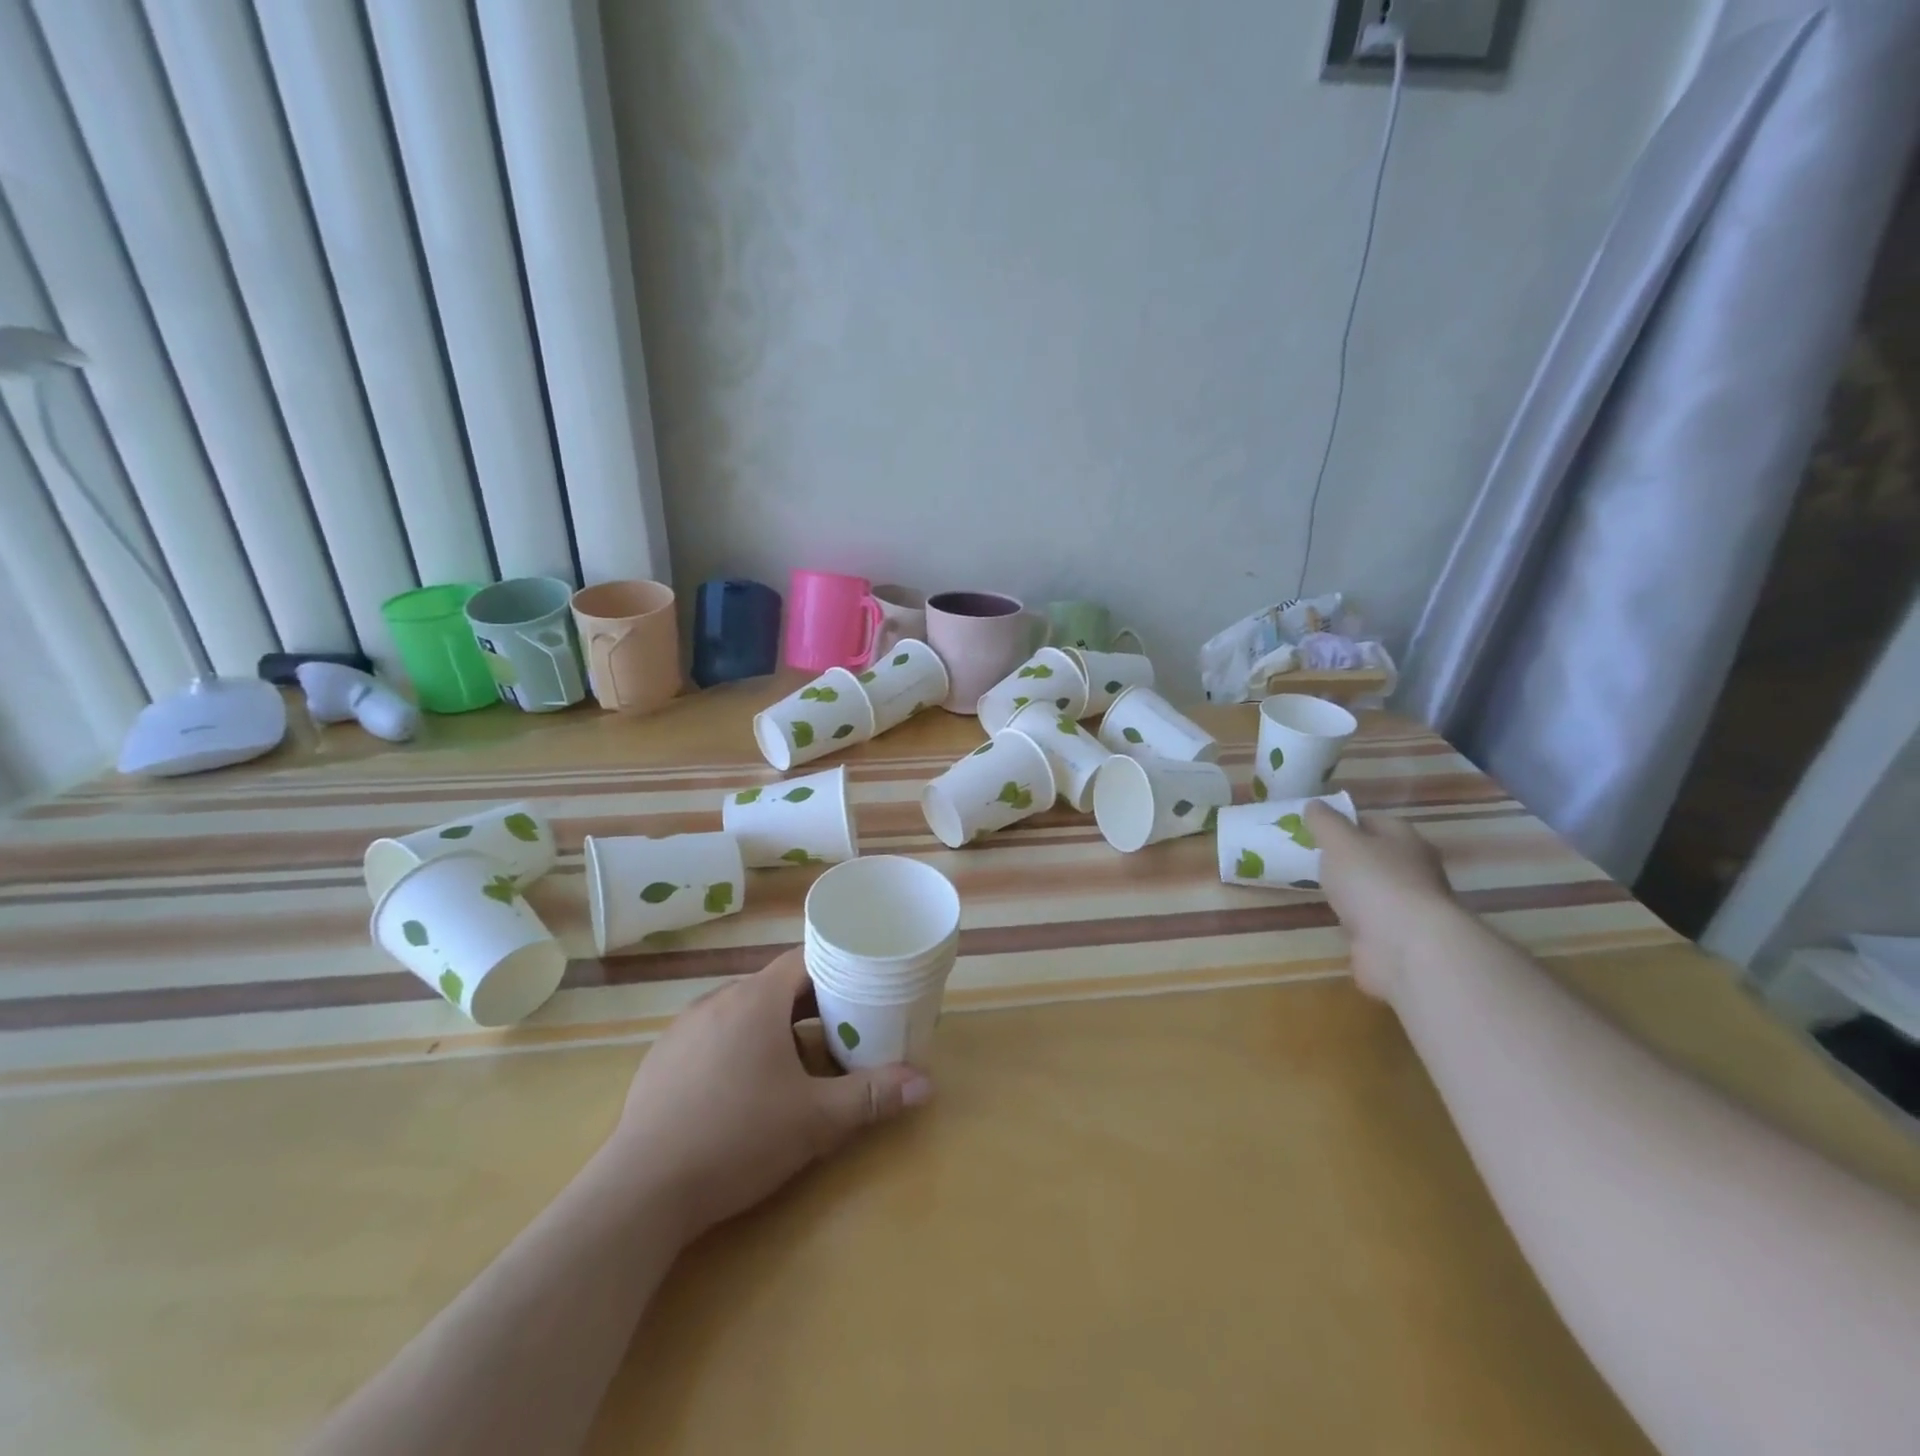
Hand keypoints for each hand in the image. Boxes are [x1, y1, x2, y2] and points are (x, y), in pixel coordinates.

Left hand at [608, 949, 931, 1241]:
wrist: (640, 1193)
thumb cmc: (737, 1139)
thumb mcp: (815, 1120)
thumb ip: (871, 1096)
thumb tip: (926, 1083)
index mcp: (756, 1000)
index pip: (803, 960)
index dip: (835, 968)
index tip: (861, 986)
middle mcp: (717, 1000)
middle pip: (775, 987)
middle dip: (810, 1006)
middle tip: (841, 1031)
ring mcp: (683, 1029)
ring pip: (742, 1012)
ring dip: (773, 1029)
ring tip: (797, 1064)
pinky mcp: (660, 1060)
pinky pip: (711, 1036)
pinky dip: (737, 1048)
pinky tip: (742, 1090)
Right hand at [1307, 802, 1455, 1004]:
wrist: (1405, 947)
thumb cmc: (1373, 881)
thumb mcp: (1338, 841)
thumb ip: (1324, 822)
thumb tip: (1314, 804)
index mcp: (1404, 839)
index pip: (1372, 821)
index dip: (1344, 822)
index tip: (1314, 830)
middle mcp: (1413, 869)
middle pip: (1375, 856)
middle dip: (1347, 857)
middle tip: (1311, 858)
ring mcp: (1408, 906)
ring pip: (1372, 889)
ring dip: (1351, 891)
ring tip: (1317, 889)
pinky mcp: (1399, 937)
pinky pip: (1370, 920)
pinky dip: (1354, 920)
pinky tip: (1333, 919)